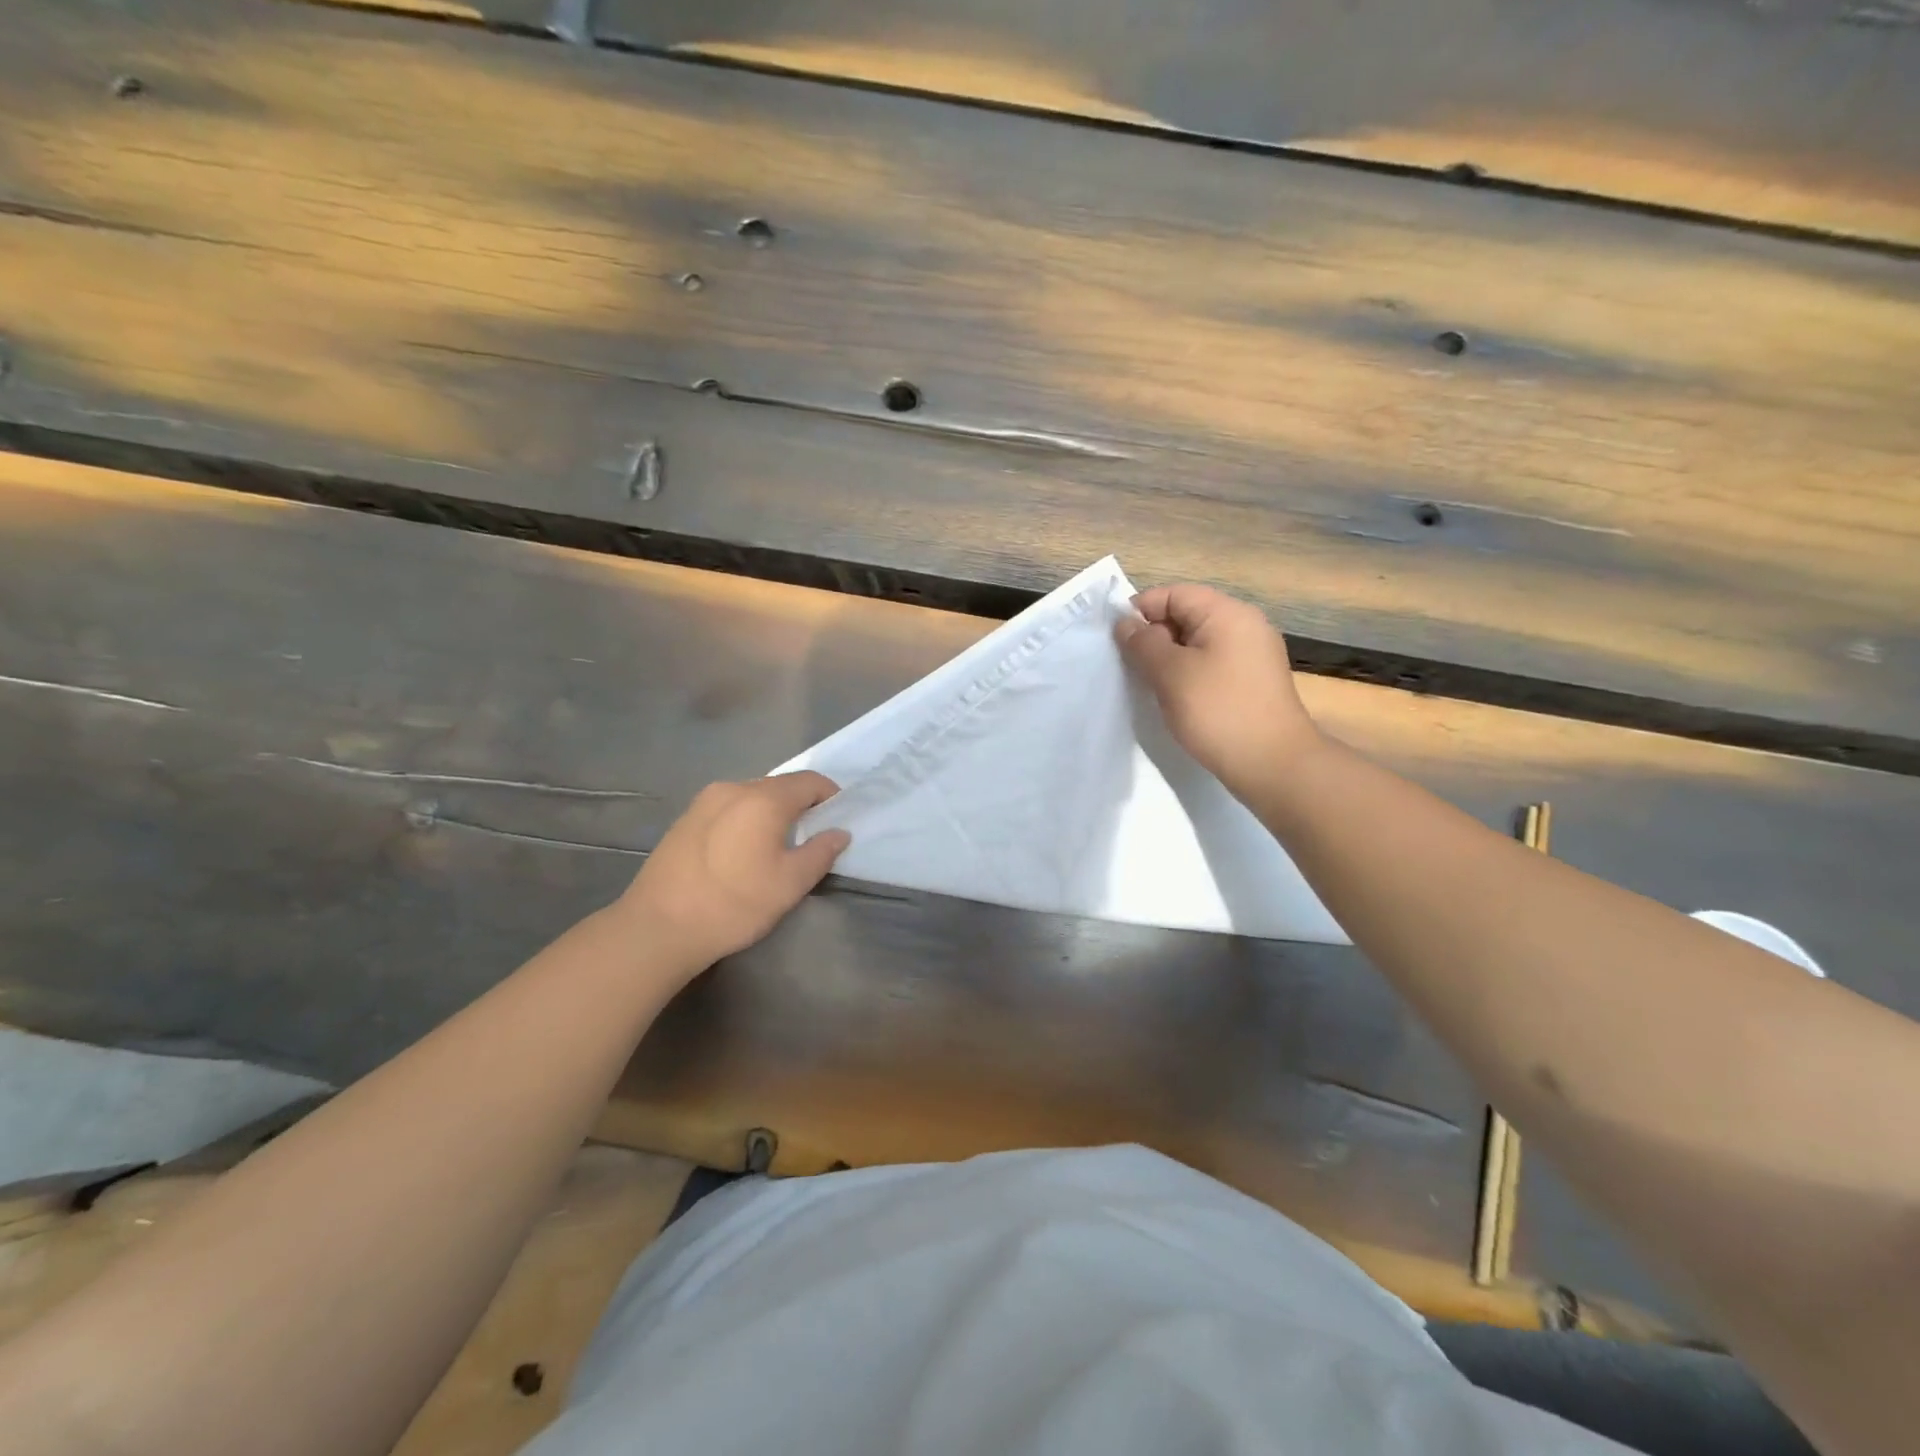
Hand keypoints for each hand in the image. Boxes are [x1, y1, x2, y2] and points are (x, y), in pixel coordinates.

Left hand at [617, 772, 850, 972]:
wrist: (657, 927)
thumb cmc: (733, 904)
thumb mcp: (789, 884)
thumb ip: (820, 853)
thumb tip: (839, 833)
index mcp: (764, 799)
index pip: (810, 781)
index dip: (830, 796)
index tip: (838, 820)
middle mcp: (734, 788)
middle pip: (780, 785)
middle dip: (801, 804)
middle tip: (810, 836)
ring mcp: (704, 801)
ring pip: (752, 795)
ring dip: (772, 811)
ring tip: (775, 845)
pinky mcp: (685, 817)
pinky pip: (729, 807)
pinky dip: (746, 818)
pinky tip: (741, 851)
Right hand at [1115, 584, 1323, 792]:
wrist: (1273, 764)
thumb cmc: (1218, 711)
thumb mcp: (1171, 674)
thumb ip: (1143, 643)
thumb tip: (1126, 624)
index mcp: (1228, 613)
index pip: (1174, 594)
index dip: (1141, 610)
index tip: (1116, 641)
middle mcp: (1244, 625)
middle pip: (1187, 615)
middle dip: (1154, 636)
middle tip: (1130, 666)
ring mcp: (1252, 654)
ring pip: (1197, 642)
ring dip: (1169, 658)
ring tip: (1149, 684)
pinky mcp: (1252, 681)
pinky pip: (1211, 663)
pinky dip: (1188, 674)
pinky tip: (1175, 698)